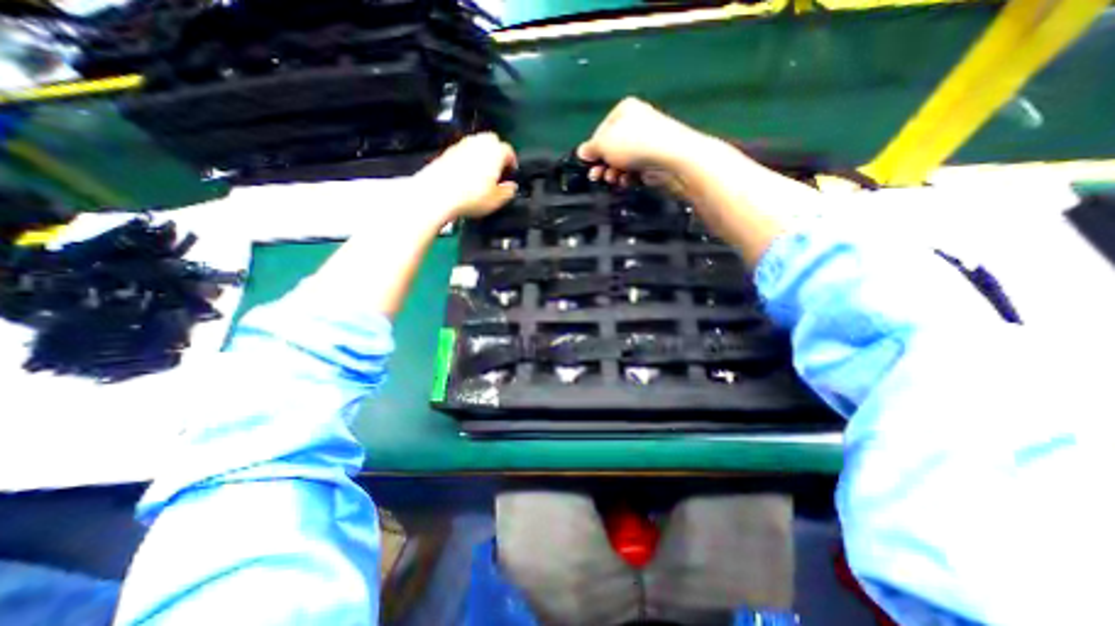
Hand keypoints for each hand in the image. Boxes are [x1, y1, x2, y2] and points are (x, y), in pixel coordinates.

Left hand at [413, 133, 518, 220]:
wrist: (438, 194)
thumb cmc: (469, 196)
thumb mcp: (497, 200)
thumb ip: (508, 191)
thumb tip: (511, 187)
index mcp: (495, 152)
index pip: (509, 151)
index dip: (512, 161)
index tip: (512, 171)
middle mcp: (479, 143)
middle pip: (492, 140)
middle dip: (497, 152)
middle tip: (499, 168)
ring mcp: (461, 145)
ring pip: (476, 144)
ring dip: (482, 155)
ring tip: (483, 173)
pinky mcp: (447, 152)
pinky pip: (463, 152)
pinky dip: (468, 159)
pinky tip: (467, 175)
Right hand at [578, 96, 707, 188]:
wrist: (672, 157)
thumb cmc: (634, 144)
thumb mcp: (604, 144)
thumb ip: (590, 149)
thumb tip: (582, 152)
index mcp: (624, 110)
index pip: (601, 130)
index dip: (593, 148)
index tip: (589, 163)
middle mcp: (636, 123)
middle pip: (611, 147)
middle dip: (602, 164)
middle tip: (596, 176)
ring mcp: (647, 142)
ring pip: (622, 161)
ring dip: (613, 172)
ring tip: (612, 180)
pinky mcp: (654, 160)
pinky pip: (635, 170)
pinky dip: (628, 177)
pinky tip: (626, 181)